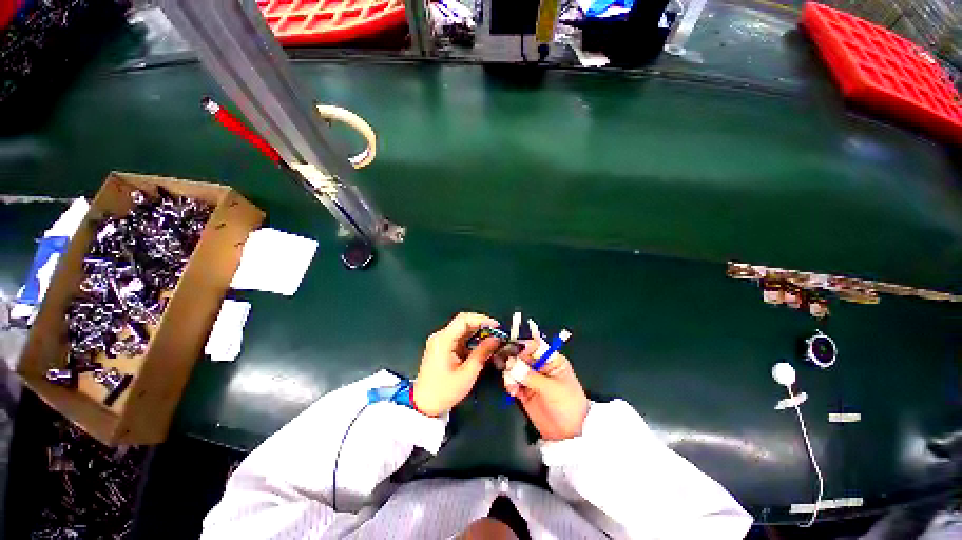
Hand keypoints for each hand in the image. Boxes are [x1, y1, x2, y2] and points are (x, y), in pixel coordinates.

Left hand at [412, 312, 502, 416]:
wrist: (424, 405)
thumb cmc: (444, 392)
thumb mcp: (467, 374)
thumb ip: (482, 353)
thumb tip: (495, 339)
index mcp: (443, 340)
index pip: (463, 319)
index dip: (482, 319)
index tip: (496, 327)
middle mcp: (440, 336)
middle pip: (463, 322)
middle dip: (482, 326)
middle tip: (497, 334)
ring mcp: (440, 341)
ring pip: (462, 329)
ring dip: (477, 334)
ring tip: (492, 342)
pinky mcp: (442, 347)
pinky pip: (459, 338)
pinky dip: (471, 341)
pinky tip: (481, 348)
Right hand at [503, 344, 588, 440]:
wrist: (569, 435)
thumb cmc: (569, 406)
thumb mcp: (552, 389)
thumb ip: (531, 376)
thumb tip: (512, 363)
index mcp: (552, 360)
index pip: (535, 346)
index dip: (523, 345)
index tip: (512, 349)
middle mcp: (540, 366)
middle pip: (521, 355)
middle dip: (513, 360)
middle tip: (508, 368)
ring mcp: (531, 378)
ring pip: (514, 367)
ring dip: (510, 374)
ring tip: (512, 385)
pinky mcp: (524, 390)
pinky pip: (512, 381)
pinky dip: (509, 384)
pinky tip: (512, 391)